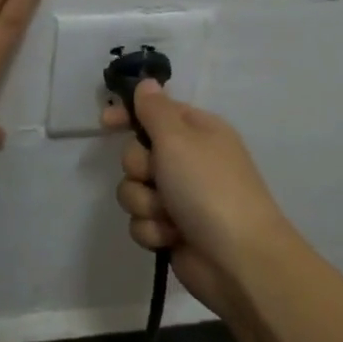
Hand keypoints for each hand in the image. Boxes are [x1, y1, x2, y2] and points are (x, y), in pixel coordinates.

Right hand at [100, 81, 295, 314]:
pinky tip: (172, 236)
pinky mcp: (171, 229)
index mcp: (197, 131)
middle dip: (139, 169)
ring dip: (145, 203)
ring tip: (169, 215)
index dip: (128, 116)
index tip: (105, 123)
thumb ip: (155, 110)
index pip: (154, 112)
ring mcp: (179, 197)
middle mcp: (187, 161)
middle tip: (156, 176)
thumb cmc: (209, 187)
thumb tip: (147, 83)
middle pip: (136, 154)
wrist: (237, 258)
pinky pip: (141, 221)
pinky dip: (153, 229)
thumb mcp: (178, 139)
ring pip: (134, 190)